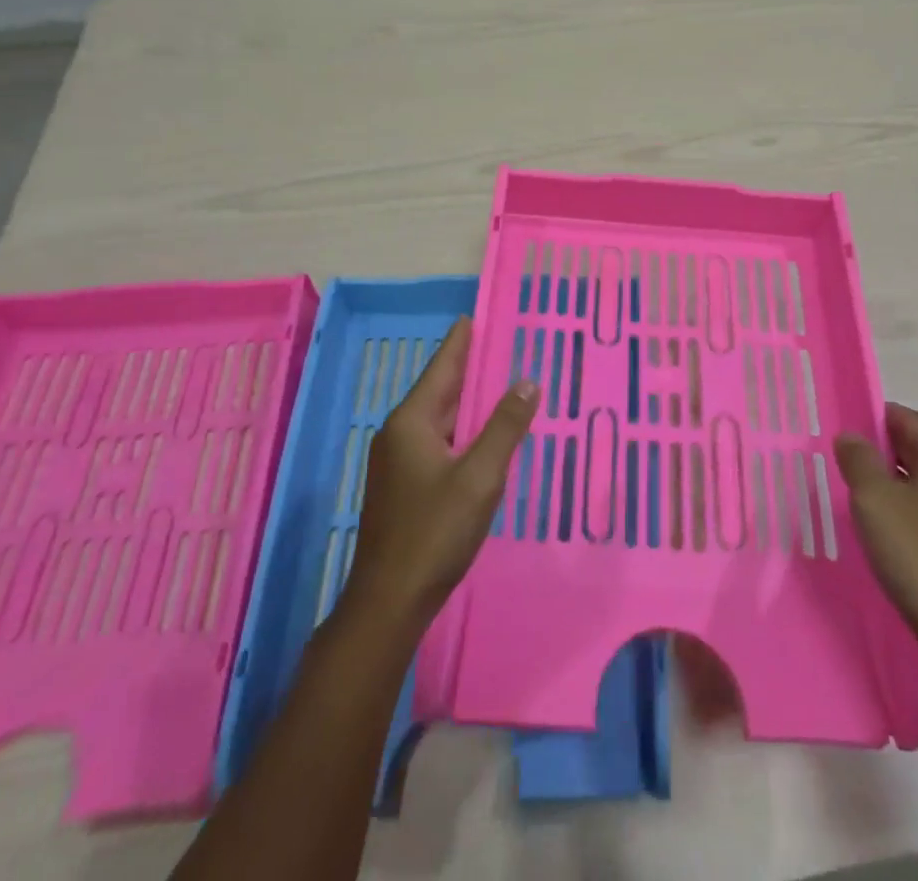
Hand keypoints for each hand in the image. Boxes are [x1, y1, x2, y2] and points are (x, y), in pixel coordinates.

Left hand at [344, 318, 536, 631]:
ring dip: (468, 401)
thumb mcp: (479, 477)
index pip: (442, 367)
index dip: (461, 341)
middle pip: (440, 390)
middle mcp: (399, 433)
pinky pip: (438, 441)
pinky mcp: (404, 485)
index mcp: (412, 421)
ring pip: (440, 418)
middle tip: (501, 345)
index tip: (475, 316)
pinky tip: (483, 434)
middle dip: (469, 368)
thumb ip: (505, 427)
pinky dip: (462, 429)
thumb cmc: (435, 532)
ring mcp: (398, 461)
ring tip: (499, 382)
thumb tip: (528, 380)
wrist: (389, 601)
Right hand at [835, 405, 917, 680]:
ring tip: (857, 503)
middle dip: (879, 455)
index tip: (838, 430)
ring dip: (893, 489)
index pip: (905, 419)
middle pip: (917, 451)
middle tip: (839, 466)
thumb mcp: (875, 501)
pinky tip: (888, 539)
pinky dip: (910, 517)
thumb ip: (858, 460)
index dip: (870, 418)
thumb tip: (851, 436)